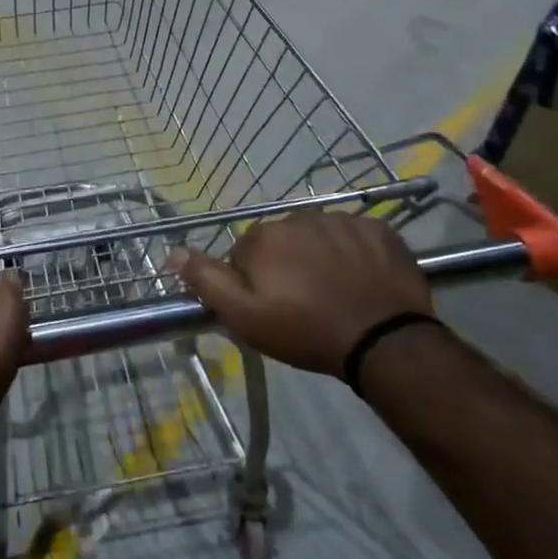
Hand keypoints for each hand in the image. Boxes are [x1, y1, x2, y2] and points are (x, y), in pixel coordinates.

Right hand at [170, 211, 431, 375]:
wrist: (384, 342)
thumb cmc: (306, 331)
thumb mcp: (244, 316)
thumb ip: (206, 280)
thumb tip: (173, 251)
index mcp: (264, 236)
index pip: (245, 253)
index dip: (253, 281)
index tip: (270, 307)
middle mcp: (299, 216)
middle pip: (282, 241)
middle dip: (287, 265)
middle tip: (303, 304)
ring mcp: (343, 220)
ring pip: (319, 237)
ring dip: (320, 257)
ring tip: (335, 294)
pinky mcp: (380, 230)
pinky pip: (357, 237)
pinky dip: (355, 254)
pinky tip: (362, 282)